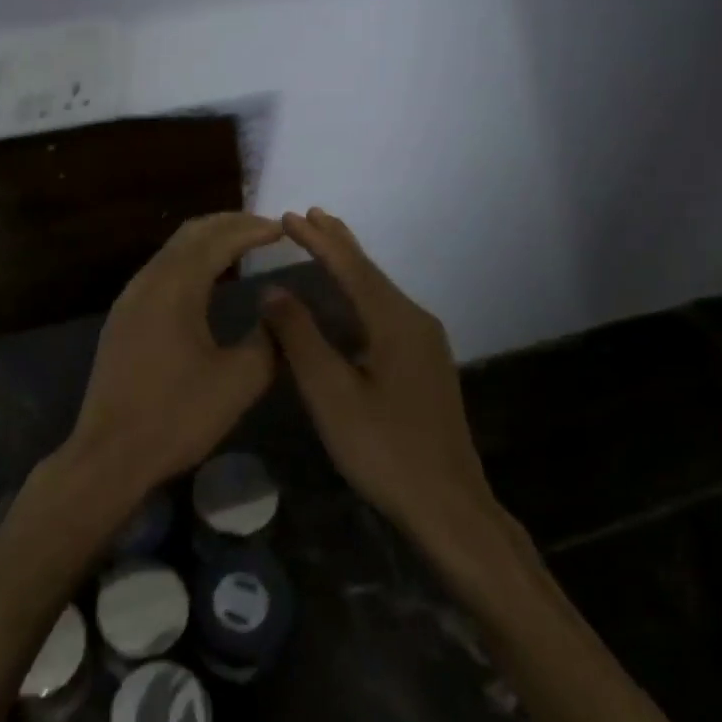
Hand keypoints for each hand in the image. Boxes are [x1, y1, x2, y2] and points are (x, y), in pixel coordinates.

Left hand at [59, 212, 282, 506]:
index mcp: (175, 287)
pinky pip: (159, 273)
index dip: (252, 229)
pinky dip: (188, 263)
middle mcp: (147, 282)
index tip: (283, 229)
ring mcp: (129, 299)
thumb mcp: (238, 382)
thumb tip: (277, 311)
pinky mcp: (122, 319)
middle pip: (189, 235)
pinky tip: (205, 282)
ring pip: (171, 252)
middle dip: (228, 225)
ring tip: (240, 247)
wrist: (110, 452)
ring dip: (206, 242)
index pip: (218, 240)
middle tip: (264, 229)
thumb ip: (267, 340)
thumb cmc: (176, 416)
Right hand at [261, 209, 516, 569]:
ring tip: (325, 244)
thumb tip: (274, 291)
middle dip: (338, 243)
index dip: (318, 241)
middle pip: (370, 273)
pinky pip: (386, 313)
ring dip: (349, 267)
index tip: (289, 216)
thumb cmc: (383, 448)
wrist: (447, 505)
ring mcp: (426, 345)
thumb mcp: (330, 393)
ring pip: (379, 293)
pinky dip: (360, 294)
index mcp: (396, 322)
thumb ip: (300, 337)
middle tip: (310, 216)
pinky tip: (348, 303)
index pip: (351, 268)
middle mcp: (416, 322)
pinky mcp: (425, 366)